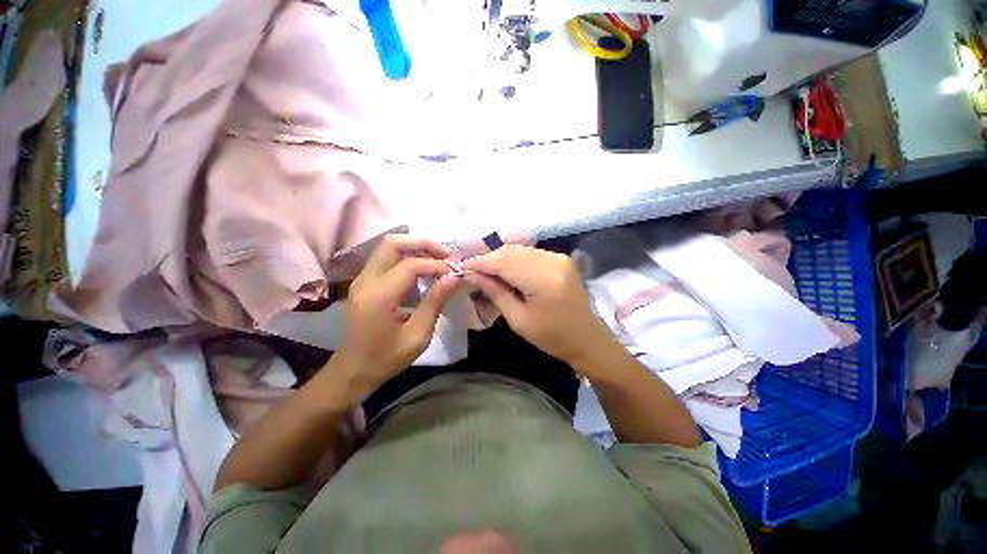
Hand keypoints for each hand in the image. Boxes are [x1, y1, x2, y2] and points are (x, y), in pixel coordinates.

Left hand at [334, 235, 459, 398]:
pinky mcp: (365, 282)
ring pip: (388, 247)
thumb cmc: (386, 358)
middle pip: (393, 243)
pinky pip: (386, 258)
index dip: (436, 264)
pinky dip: (408, 256)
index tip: (455, 273)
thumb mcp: (418, 335)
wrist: (353, 370)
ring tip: (439, 259)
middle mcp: (366, 280)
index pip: (410, 265)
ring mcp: (362, 279)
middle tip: (447, 254)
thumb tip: (454, 277)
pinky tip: (424, 268)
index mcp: (378, 296)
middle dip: (423, 243)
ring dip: (416, 247)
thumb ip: (435, 302)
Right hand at [462, 245, 611, 365]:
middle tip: (472, 271)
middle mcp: (552, 261)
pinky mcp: (561, 260)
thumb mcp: (518, 320)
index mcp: (543, 279)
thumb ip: (495, 292)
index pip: (503, 262)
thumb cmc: (552, 337)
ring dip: (501, 259)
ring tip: (486, 272)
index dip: (480, 262)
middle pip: (511, 251)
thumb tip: (472, 275)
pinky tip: (505, 271)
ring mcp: (558, 258)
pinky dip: (514, 260)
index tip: (462, 268)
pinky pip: (530, 254)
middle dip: (489, 259)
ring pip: (520, 250)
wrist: (587, 340)